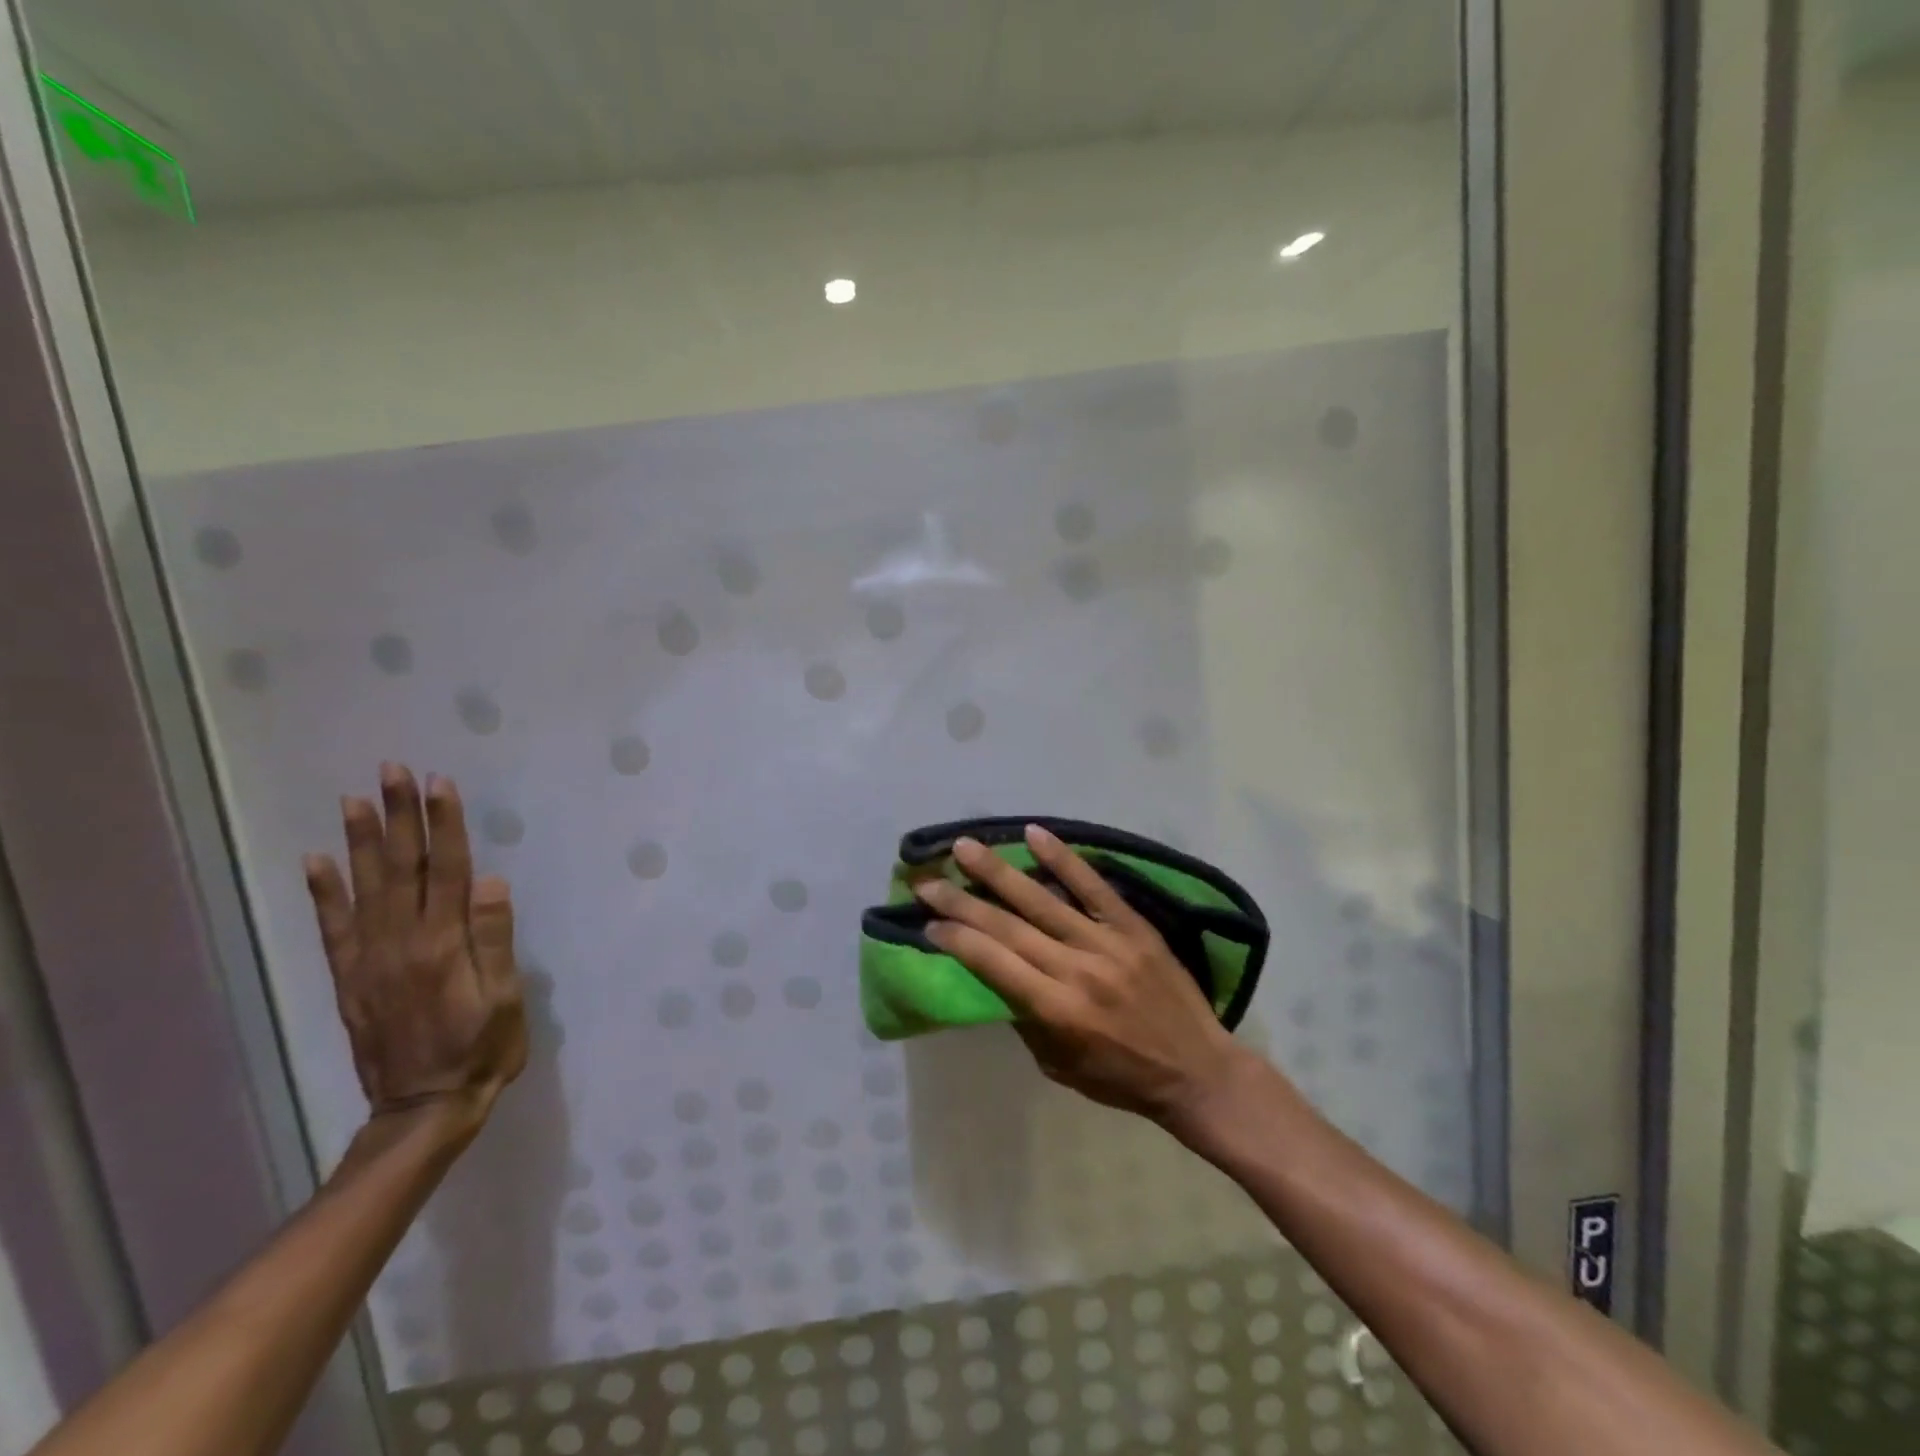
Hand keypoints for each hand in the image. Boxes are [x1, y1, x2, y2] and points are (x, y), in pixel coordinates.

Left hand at [304, 764, 526, 1125]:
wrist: (422, 1108)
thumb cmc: (481, 1050)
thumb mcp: (505, 999)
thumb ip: (494, 940)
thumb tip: (492, 883)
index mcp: (445, 945)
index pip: (447, 870)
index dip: (444, 825)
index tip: (439, 784)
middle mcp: (401, 943)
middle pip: (402, 868)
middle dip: (399, 816)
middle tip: (392, 771)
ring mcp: (370, 960)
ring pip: (365, 888)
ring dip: (360, 841)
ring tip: (355, 799)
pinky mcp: (351, 979)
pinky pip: (333, 928)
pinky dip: (323, 893)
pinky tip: (315, 862)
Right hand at [912, 825, 1255, 1131]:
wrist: (1198, 1071)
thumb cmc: (1122, 1077)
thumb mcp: (1059, 1066)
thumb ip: (1024, 1018)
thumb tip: (994, 973)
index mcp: (1057, 1011)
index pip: (994, 964)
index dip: (957, 939)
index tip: (928, 922)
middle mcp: (1077, 971)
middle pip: (1008, 928)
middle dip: (962, 901)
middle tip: (927, 880)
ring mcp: (1107, 944)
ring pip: (1043, 900)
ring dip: (999, 872)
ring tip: (965, 847)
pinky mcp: (1133, 927)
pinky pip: (1094, 887)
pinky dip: (1064, 859)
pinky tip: (1035, 835)